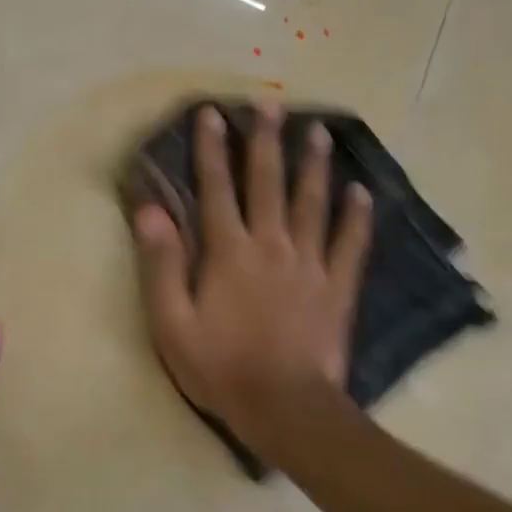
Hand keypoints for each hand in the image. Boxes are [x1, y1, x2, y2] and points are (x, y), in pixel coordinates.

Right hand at [131, 102, 370, 446]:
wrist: (284, 407)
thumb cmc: (220, 367)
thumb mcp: (171, 322)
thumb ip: (161, 263)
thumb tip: (149, 210)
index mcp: (228, 252)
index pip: (216, 189)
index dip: (212, 149)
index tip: (213, 112)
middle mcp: (271, 245)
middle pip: (268, 183)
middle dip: (267, 141)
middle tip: (272, 104)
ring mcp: (310, 264)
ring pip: (313, 203)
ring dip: (314, 165)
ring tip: (319, 131)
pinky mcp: (337, 287)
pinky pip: (350, 244)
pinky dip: (357, 217)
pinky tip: (362, 192)